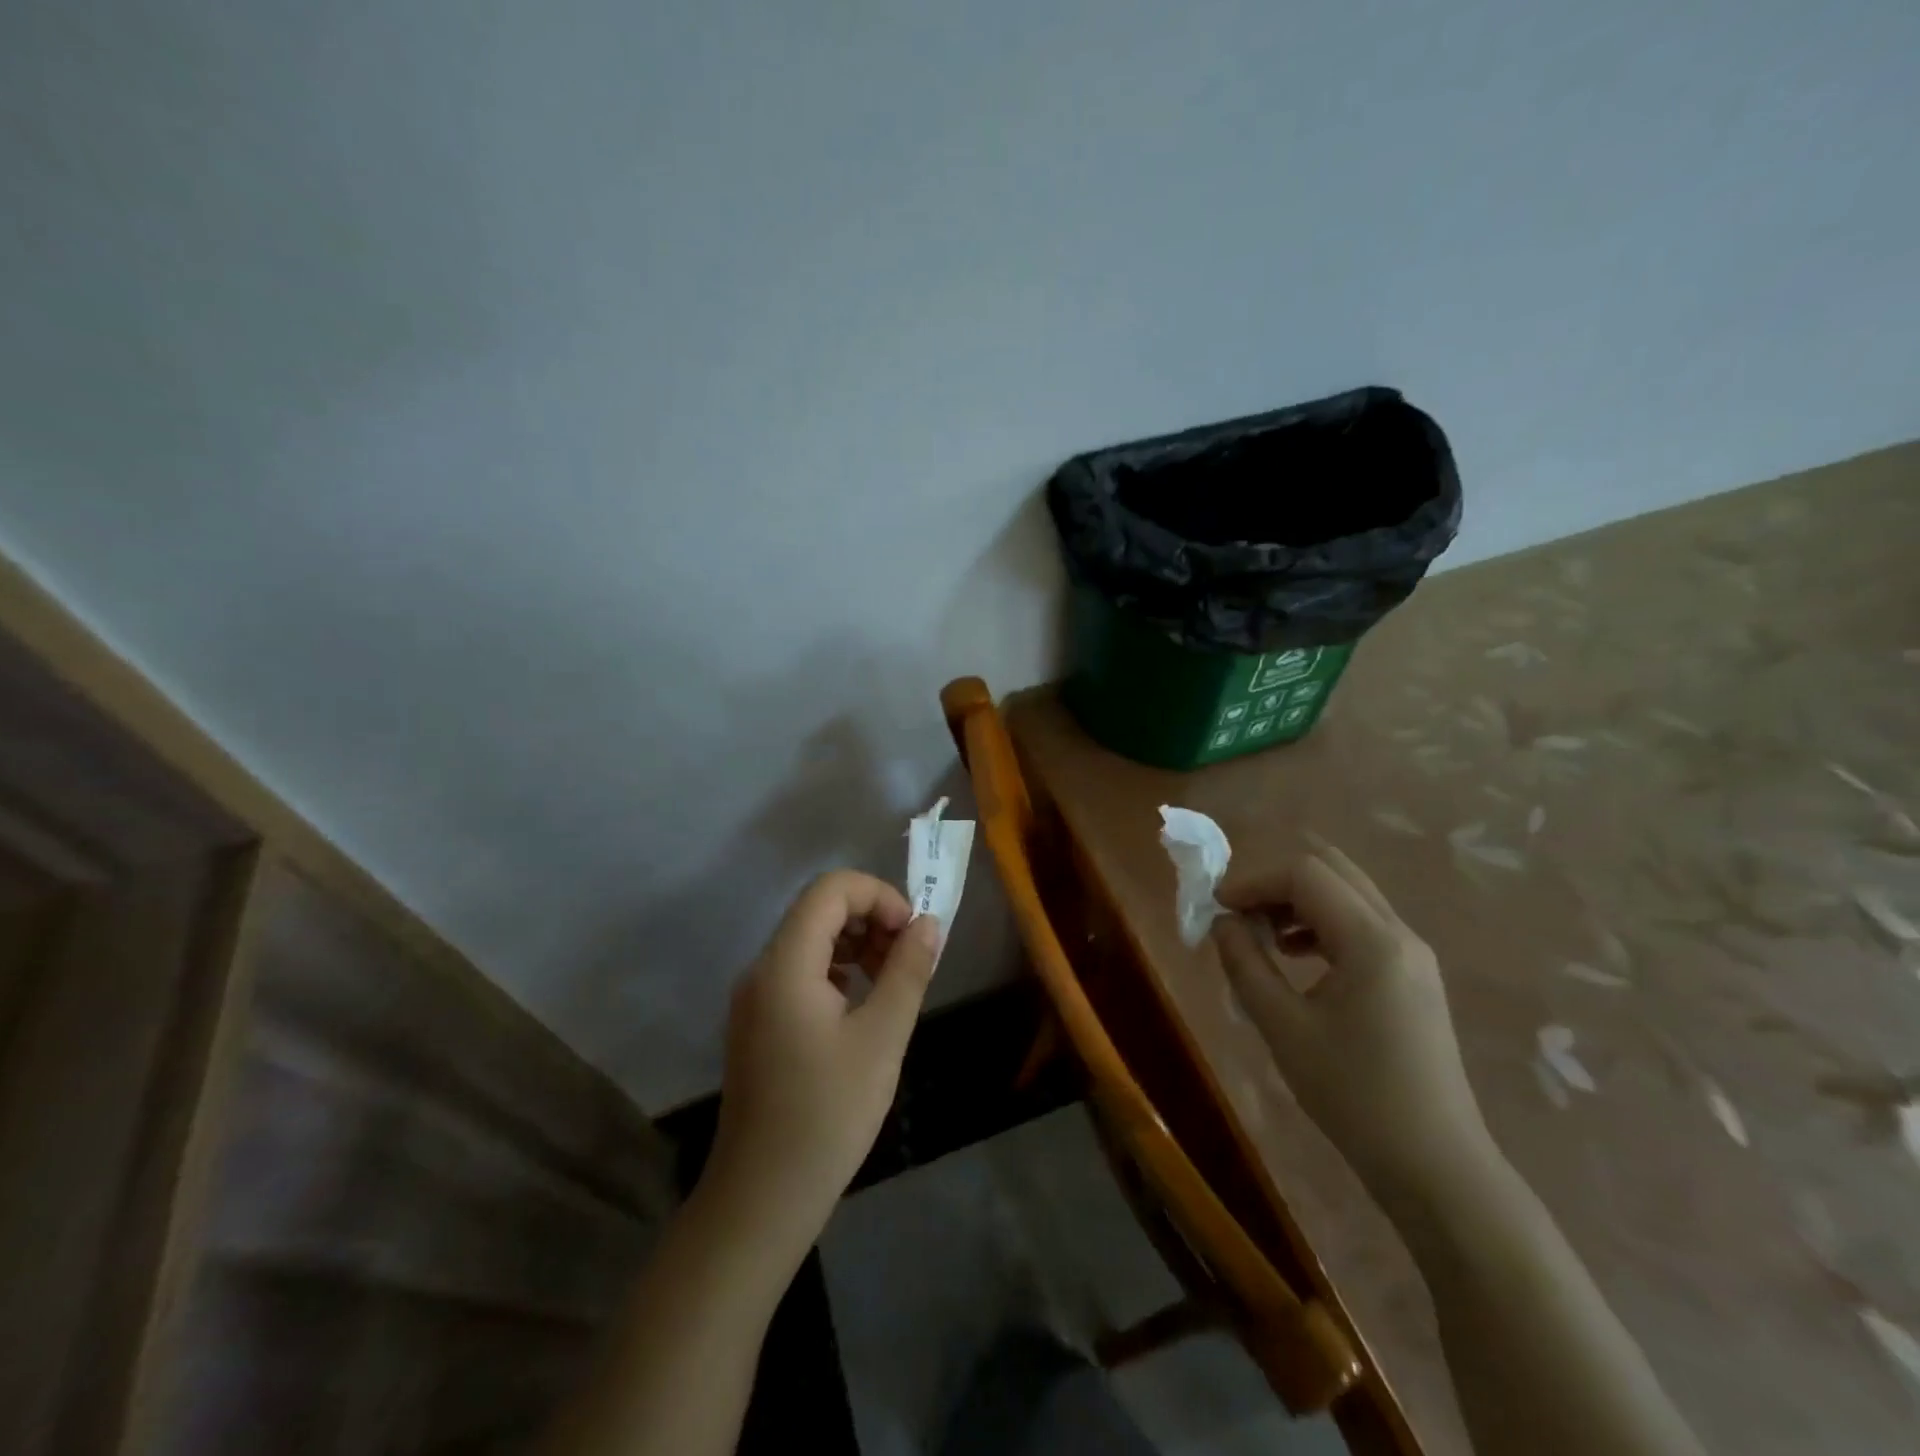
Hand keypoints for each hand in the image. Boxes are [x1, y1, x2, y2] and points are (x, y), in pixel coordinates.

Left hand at [703, 871, 940, 1257]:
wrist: (762, 1197)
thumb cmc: (827, 1115)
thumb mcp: (882, 1038)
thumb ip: (907, 971)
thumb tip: (929, 923)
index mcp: (786, 964)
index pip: (831, 890)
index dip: (879, 896)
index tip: (912, 932)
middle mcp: (762, 969)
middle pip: (819, 910)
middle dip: (871, 918)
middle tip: (909, 959)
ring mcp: (755, 997)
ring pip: (810, 939)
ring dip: (857, 944)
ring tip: (893, 982)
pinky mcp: (758, 1021)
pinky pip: (800, 971)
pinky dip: (837, 970)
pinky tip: (862, 1006)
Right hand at [1212, 846, 1490, 1198]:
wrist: (1435, 1166)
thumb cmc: (1354, 1096)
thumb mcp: (1283, 1027)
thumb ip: (1245, 964)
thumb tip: (1222, 923)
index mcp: (1372, 941)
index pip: (1305, 875)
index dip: (1253, 881)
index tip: (1216, 908)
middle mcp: (1399, 933)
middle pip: (1331, 870)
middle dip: (1276, 882)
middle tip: (1238, 914)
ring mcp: (1413, 954)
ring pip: (1348, 894)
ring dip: (1298, 901)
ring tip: (1260, 937)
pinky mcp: (1414, 976)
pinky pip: (1361, 924)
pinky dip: (1321, 923)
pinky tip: (1295, 957)